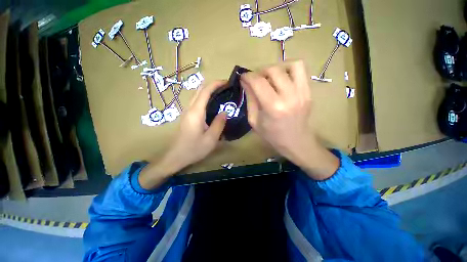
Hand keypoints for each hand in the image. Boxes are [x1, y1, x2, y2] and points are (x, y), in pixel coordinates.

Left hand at [139, 81, 227, 189]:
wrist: (175, 157)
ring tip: (221, 95)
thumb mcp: (211, 139)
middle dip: (213, 85)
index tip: (227, 82)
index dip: (216, 84)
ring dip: (209, 91)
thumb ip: (219, 124)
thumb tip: (224, 112)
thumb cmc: (194, 149)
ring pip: (197, 95)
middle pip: (200, 90)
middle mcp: (190, 108)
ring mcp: (187, 112)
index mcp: (196, 112)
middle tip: (226, 88)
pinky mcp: (187, 116)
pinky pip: (197, 102)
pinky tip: (213, 105)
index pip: (205, 91)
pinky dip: (205, 98)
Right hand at [240, 60, 338, 179]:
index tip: (243, 77)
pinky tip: (282, 77)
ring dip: (276, 67)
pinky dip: (289, 68)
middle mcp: (289, 96)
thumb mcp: (254, 121)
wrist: (296, 142)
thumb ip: (250, 99)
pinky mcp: (308, 91)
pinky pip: (301, 69)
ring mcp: (302, 92)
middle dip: (260, 71)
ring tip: (270, 77)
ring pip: (290, 65)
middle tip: (255, 79)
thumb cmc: (272, 135)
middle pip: (273, 70)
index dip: (248, 76)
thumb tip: (245, 82)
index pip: (258, 82)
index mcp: (273, 107)